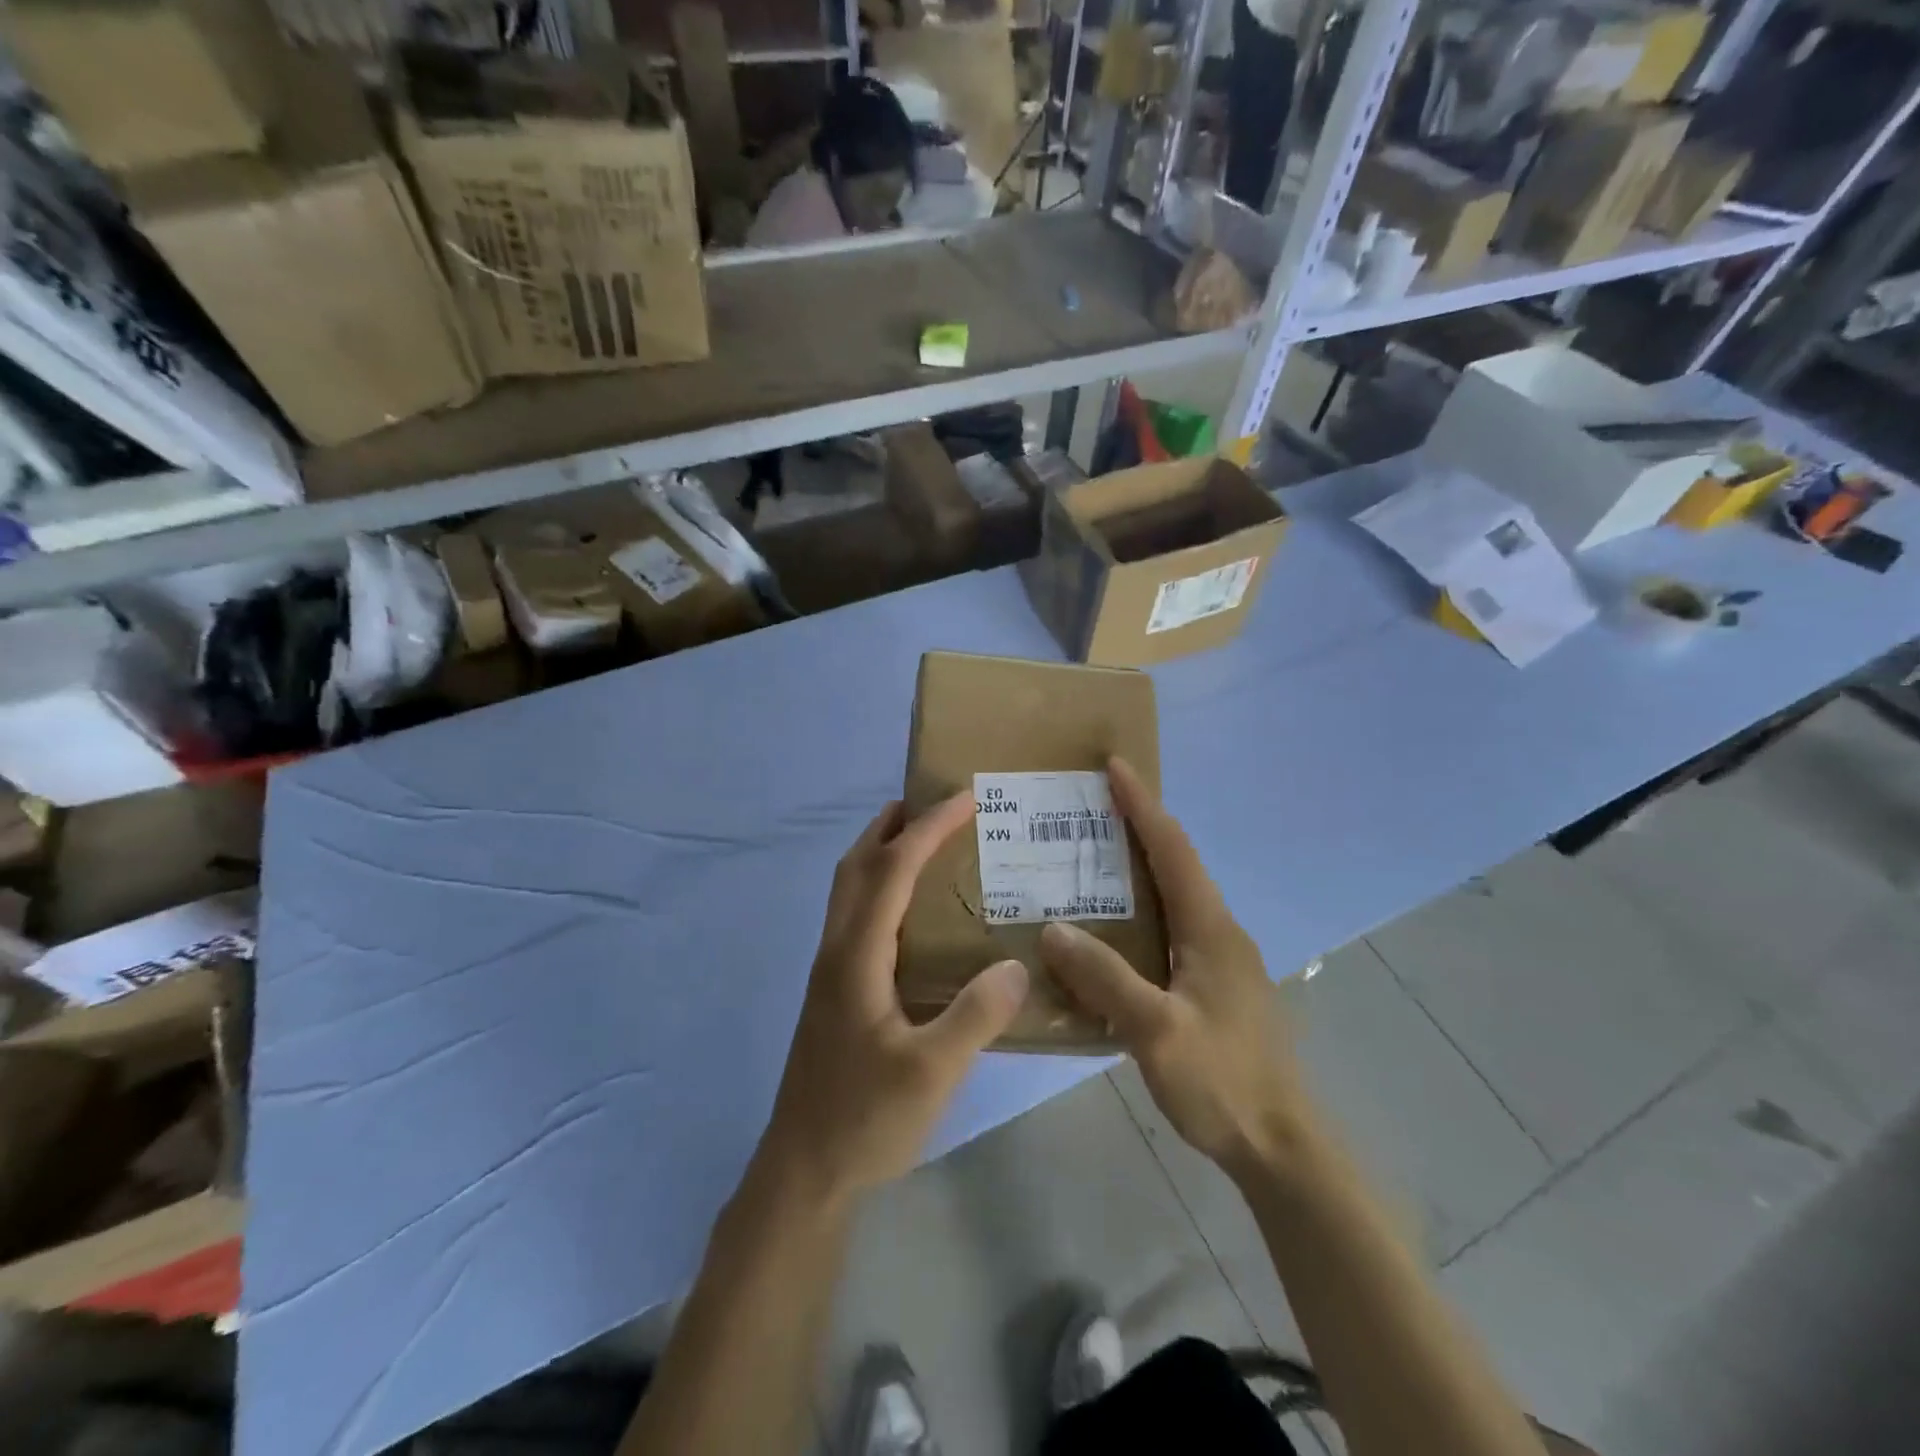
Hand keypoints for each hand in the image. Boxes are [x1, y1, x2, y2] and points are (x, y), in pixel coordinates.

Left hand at [756, 793, 1028, 1204]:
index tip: (965, 799)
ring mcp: (830, 970)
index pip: (892, 869)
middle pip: (857, 864)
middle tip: (937, 805)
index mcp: (856, 955)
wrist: (803, 1171)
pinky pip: (856, 915)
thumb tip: (1018, 966)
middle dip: (894, 824)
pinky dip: (881, 887)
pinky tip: (913, 915)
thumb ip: (975, 1016)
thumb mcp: (931, 1073)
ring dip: (882, 852)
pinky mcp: (834, 991)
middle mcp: (836, 949)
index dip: (928, 828)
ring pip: (849, 888)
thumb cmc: (863, 1119)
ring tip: (927, 844)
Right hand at [1040, 758, 1311, 1179]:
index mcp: (1211, 929)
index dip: (1142, 805)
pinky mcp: (1216, 986)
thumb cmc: (1223, 1083)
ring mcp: (1222, 960)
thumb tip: (1053, 928)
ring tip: (1090, 858)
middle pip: (1176, 863)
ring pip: (1175, 897)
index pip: (1173, 849)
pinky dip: (1141, 911)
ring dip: (1138, 868)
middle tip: (1090, 808)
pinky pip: (1172, 929)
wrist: (1282, 1146)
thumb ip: (1106, 978)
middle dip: (1138, 826)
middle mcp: (1220, 932)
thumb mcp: (1156, 1032)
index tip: (1115, 765)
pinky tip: (1111, 931)